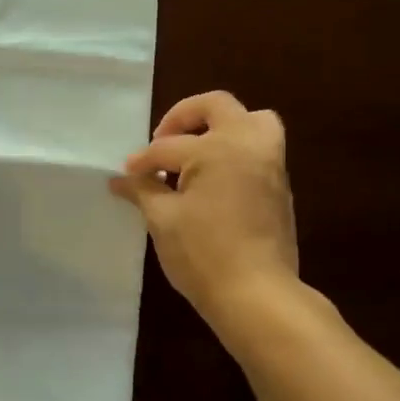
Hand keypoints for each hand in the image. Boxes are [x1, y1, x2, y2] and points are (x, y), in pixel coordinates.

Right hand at [109, 91, 298, 328]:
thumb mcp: (163, 220)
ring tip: (196, 152)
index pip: (167, 148)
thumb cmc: (203, 254)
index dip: (141, 162)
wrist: (257, 294)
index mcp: (216, 148)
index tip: (124, 177)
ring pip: (252, 120)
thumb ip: (142, 191)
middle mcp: (248, 144)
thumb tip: (119, 180)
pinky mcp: (280, 185)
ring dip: (221, 126)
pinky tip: (212, 179)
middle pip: (217, 106)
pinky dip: (236, 149)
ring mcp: (270, 163)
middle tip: (162, 142)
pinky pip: (260, 148)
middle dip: (183, 117)